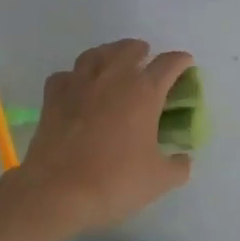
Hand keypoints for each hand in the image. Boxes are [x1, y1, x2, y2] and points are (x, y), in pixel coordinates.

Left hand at [13, 39, 193, 233]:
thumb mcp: (159, 180)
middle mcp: (113, 78)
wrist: (58, 191)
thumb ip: (178, 167)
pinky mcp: (53, 97)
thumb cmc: (115, 182)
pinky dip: (75, 76)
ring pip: (96, 54)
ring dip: (109, 54)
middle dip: (142, 51)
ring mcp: (80, 84)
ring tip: (113, 63)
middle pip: (129, 49)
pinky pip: (66, 75)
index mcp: (144, 92)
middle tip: (147, 60)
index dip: (181, 61)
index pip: (169, 64)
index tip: (186, 64)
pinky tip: (78, 87)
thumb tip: (184, 160)